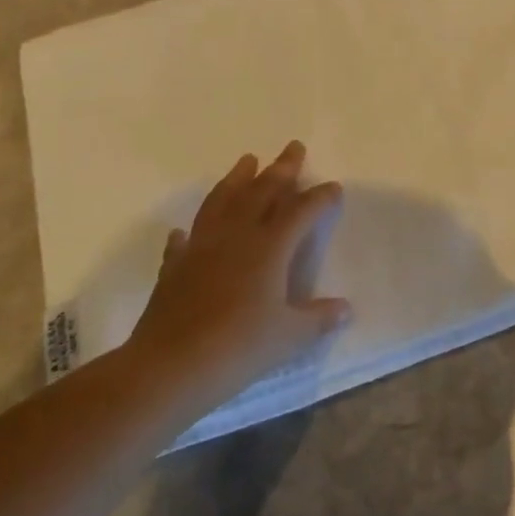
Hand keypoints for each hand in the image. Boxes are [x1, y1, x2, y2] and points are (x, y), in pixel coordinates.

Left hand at [127, 142, 350, 407]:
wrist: (168, 368)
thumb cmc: (237, 348)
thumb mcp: (288, 337)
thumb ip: (318, 319)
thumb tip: (346, 309)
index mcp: (269, 247)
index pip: (300, 211)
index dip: (319, 198)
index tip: (334, 187)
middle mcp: (236, 236)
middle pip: (261, 192)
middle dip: (281, 169)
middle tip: (293, 147)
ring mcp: (201, 248)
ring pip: (222, 202)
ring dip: (237, 179)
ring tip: (247, 160)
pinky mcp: (175, 268)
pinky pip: (186, 240)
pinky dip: (193, 231)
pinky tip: (188, 230)